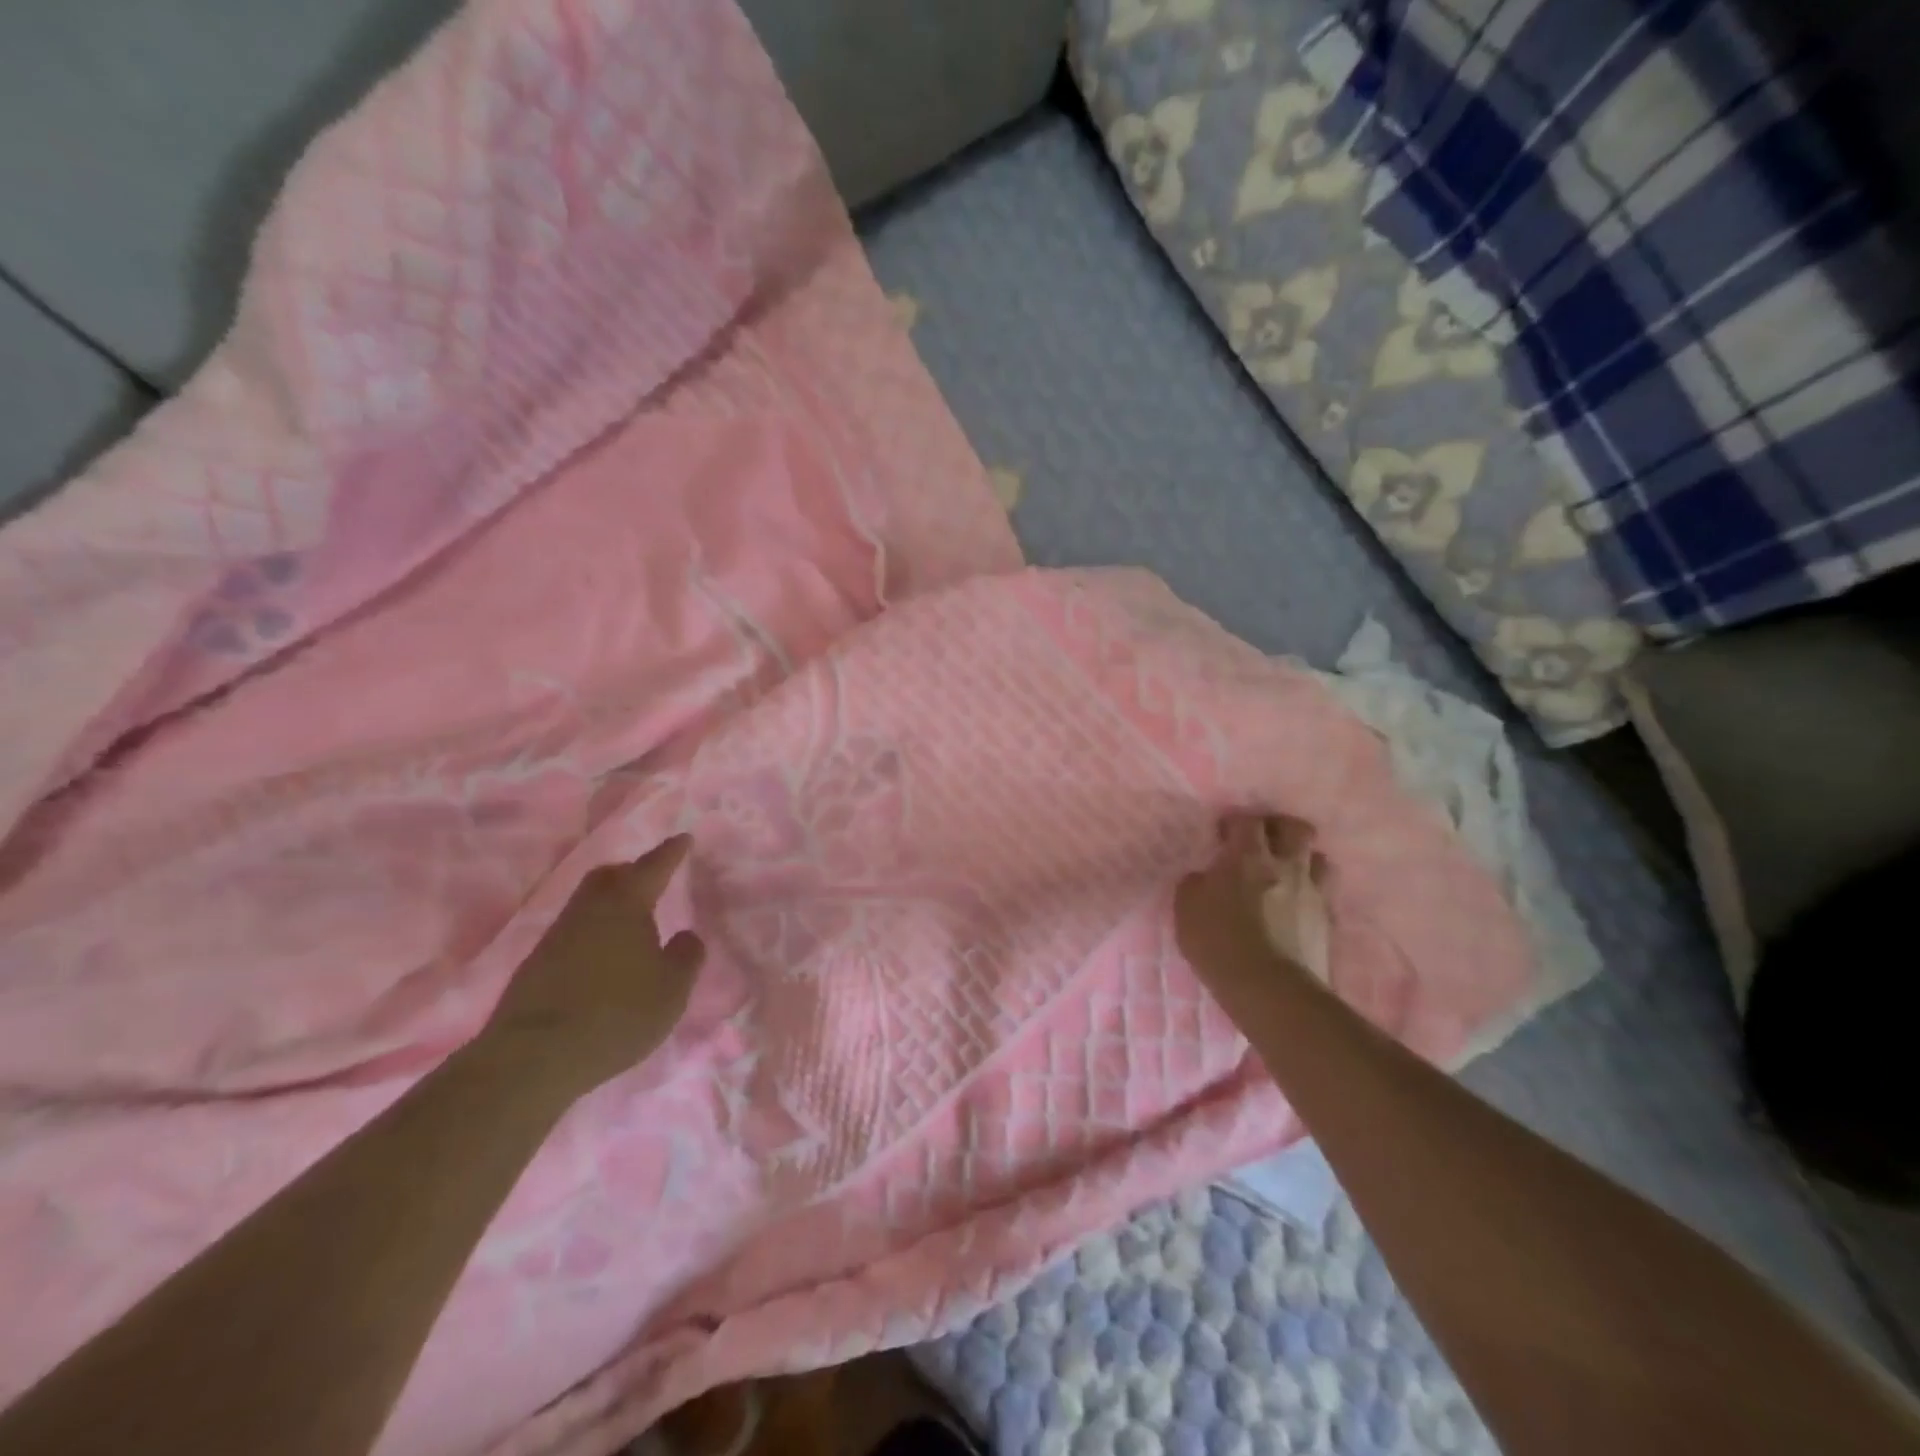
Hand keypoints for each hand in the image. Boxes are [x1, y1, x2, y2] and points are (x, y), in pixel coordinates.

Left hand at [477, 835, 705, 1099]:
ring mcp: (557, 936)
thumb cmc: (616, 1014)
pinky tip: (603, 956)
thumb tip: (686, 935)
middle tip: (651, 877)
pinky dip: (593, 932)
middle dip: (632, 871)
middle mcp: (589, 909)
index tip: (683, 839)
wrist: (532, 1058)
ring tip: (631, 920)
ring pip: (588, 903)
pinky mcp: (536, 965)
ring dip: (610, 903)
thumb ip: (686, 956)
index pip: (654, 866)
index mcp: (626, 904)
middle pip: (609, 876)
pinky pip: (574, 932)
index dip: (671, 852)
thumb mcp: (672, 989)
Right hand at [1176, 815, 1331, 993]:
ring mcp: (1312, 893)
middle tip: (1263, 842)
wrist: (1270, 989)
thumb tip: (1204, 877)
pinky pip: (1324, 895)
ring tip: (1287, 874)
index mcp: (1248, 857)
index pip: (1248, 821)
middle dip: (1280, 829)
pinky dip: (1312, 893)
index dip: (1236, 823)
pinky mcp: (1328, 923)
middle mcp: (1286, 866)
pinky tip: (1297, 906)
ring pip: (1320, 859)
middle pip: (1297, 829)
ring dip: (1304, 860)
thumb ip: (1195, 884)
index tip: (1223, 835)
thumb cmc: (1219, 942)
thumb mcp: (1186, 909)